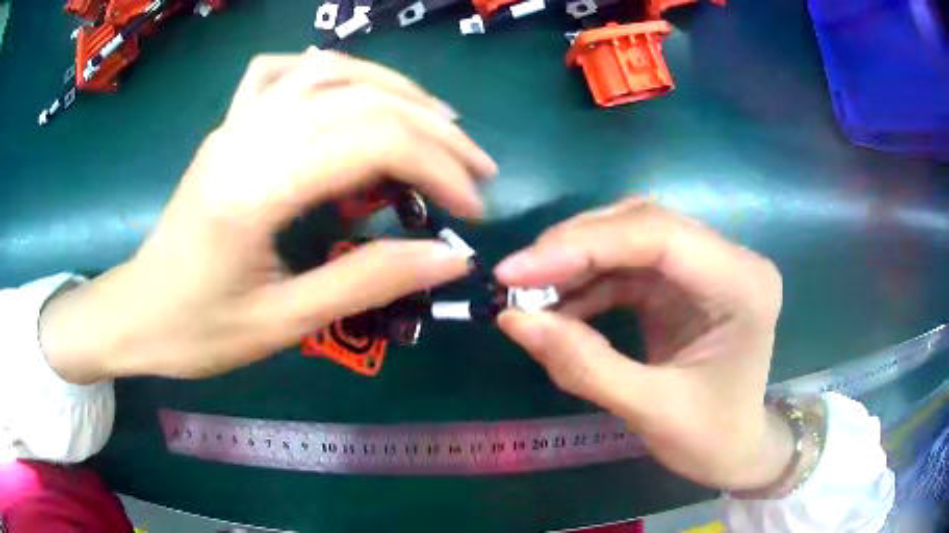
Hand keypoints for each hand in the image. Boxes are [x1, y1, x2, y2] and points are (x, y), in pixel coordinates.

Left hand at [40, 49, 496, 381]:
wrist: (137, 312)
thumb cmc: (198, 331)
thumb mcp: (283, 323)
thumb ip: (367, 282)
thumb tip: (450, 258)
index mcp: (253, 187)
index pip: (371, 142)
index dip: (437, 168)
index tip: (472, 211)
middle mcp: (246, 135)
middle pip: (361, 99)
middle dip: (434, 132)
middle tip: (477, 169)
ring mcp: (235, 121)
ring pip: (330, 69)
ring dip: (395, 89)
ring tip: (437, 123)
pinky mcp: (229, 124)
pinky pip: (283, 70)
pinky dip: (329, 68)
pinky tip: (352, 88)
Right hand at [495, 200, 789, 491]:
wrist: (737, 450)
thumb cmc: (711, 439)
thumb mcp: (650, 410)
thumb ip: (583, 364)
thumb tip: (511, 319)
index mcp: (741, 284)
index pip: (658, 235)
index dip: (582, 245)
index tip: (515, 272)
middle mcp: (729, 260)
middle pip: (642, 224)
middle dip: (574, 248)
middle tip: (515, 280)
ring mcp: (706, 267)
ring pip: (630, 238)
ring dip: (576, 263)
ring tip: (530, 295)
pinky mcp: (684, 283)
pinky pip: (629, 267)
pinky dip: (588, 283)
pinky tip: (559, 307)